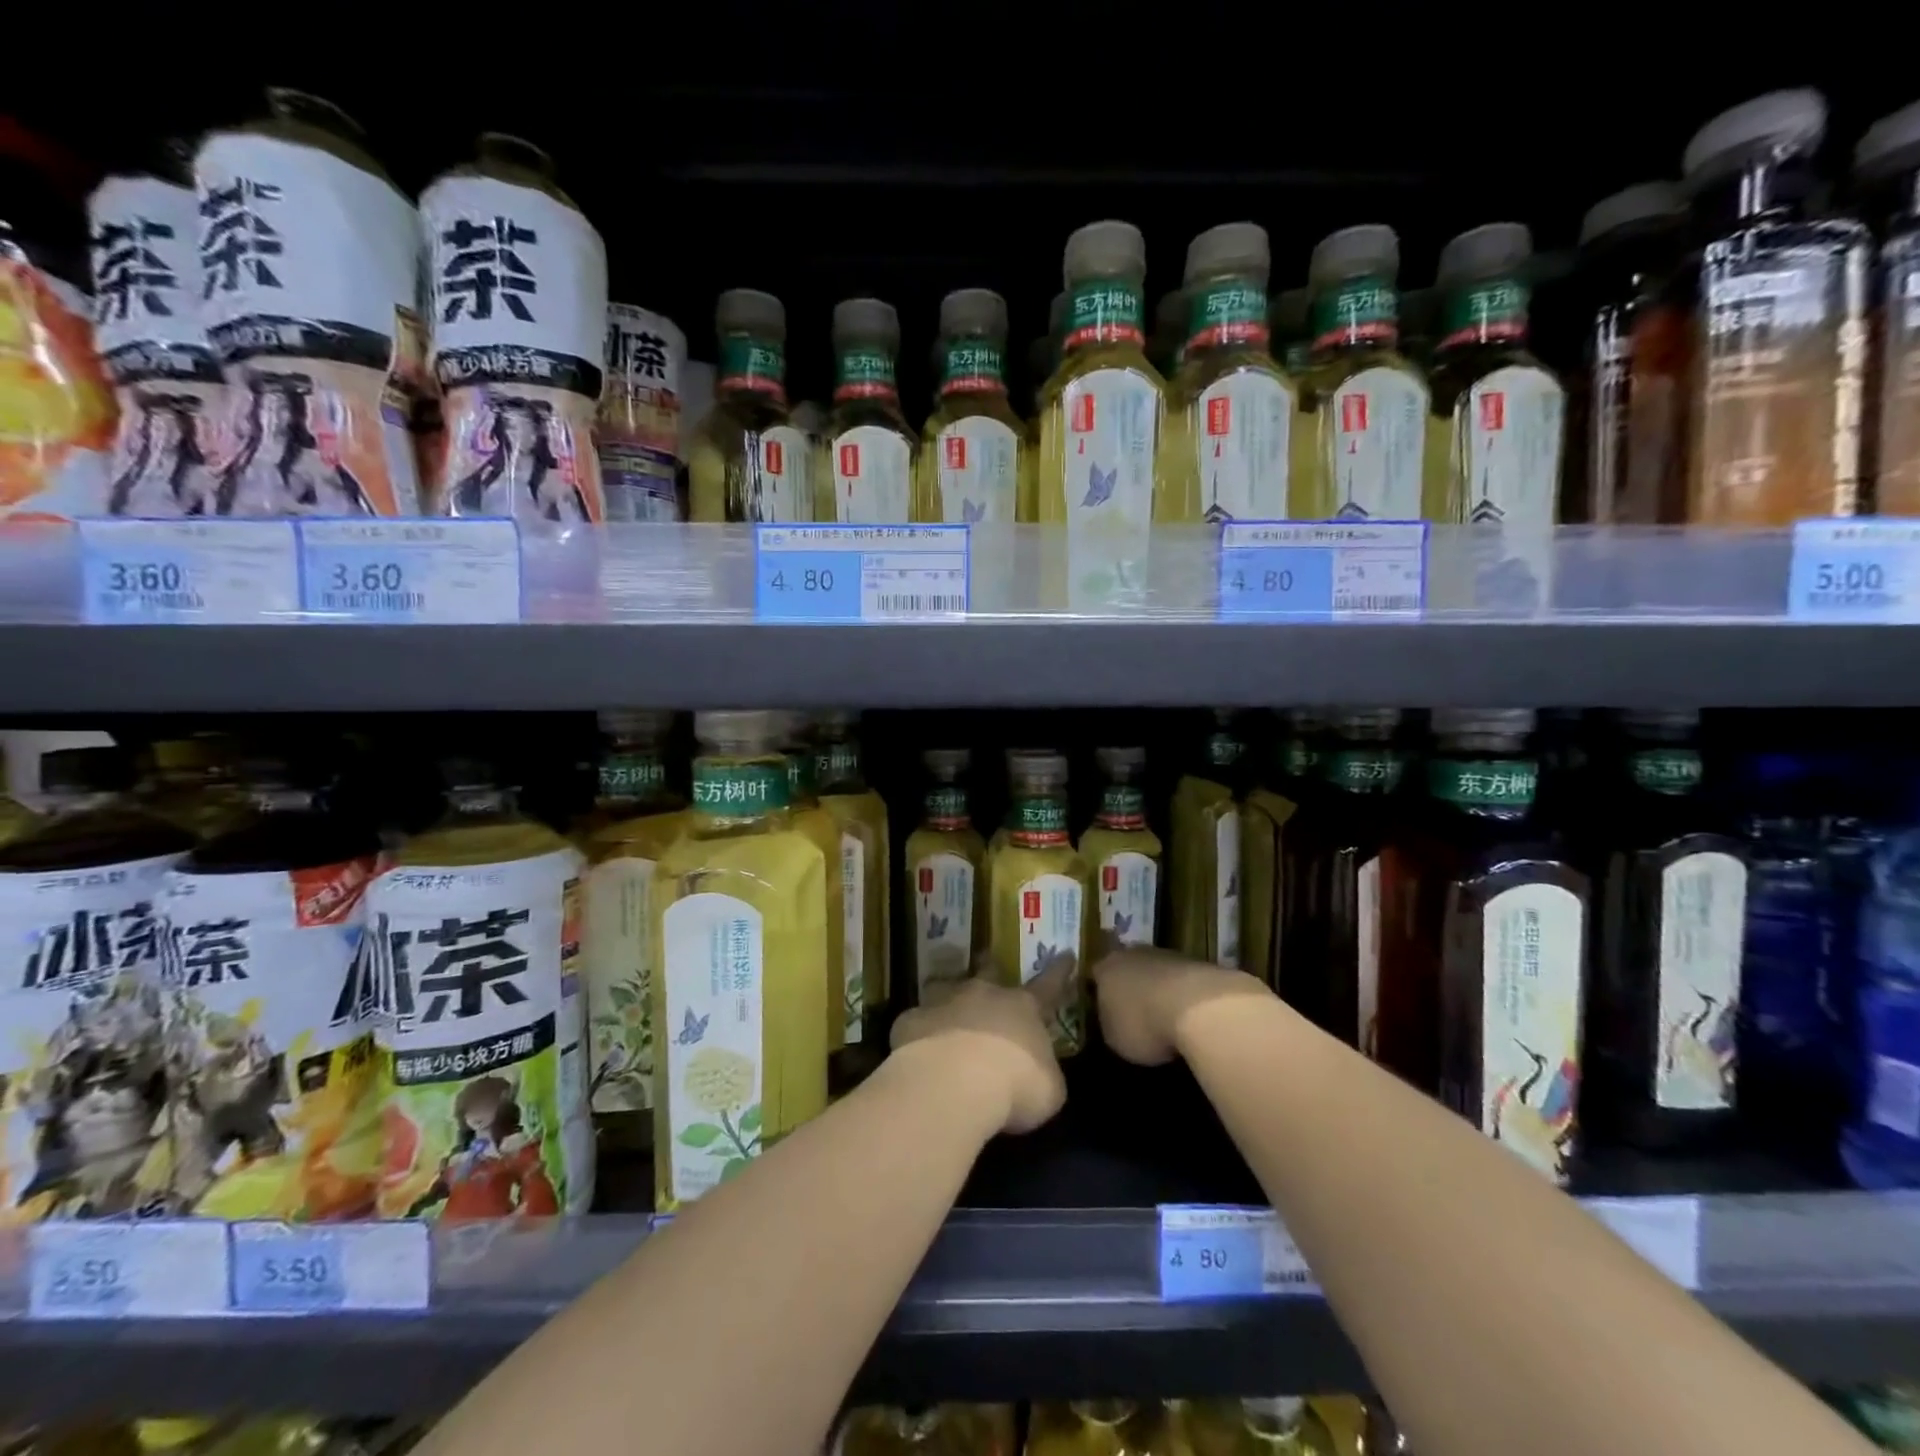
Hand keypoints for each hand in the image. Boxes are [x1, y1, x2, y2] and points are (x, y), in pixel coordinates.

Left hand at [889, 974, 1067, 1135]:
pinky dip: (919, 1033)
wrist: (952, 1085)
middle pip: (989, 973)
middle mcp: (983, 995)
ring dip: (949, 999)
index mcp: (1022, 1008)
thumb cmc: (1014, 1086)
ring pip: (945, 989)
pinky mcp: (911, 1020)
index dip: (1059, 971)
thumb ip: (1044, 1072)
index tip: (1066, 954)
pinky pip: (916, 1022)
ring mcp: (944, 1002)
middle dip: (991, 967)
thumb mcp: (1048, 1089)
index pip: (1048, 985)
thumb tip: (1037, 1070)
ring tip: (945, 1011)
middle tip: (988, 960)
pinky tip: (917, 1052)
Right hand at [1090, 947, 1271, 1065]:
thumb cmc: (1143, 1024)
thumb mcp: (1115, 1038)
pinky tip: (1188, 1016)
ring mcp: (1166, 955)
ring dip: (1157, 990)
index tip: (1103, 1011)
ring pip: (1155, 972)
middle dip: (1130, 988)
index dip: (1098, 994)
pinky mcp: (1196, 963)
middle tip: (1134, 1013)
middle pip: (1126, 969)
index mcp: (1105, 968)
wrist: (1196, 1007)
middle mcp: (1132, 954)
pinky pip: (1180, 980)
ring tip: (1164, 1018)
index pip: (1095, 977)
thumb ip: (1110, 1024)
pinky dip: (1181, 995)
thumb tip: (1114, 1020)